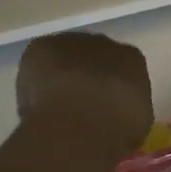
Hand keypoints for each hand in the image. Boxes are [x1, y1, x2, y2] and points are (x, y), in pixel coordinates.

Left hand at [14, 32, 153, 152]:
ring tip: (53, 107)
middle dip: (86, 77)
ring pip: (64, 58)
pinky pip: (38, 63)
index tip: (103, 106)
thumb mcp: (135, 123)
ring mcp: (71, 43)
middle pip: (92, 57)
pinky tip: (35, 103)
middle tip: (78, 105)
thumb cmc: (117, 128)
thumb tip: (115, 113)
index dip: (111, 87)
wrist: (82, 123)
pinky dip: (35, 80)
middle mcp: (105, 44)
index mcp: (132, 60)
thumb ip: (126, 109)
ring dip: (60, 76)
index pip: (122, 67)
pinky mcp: (41, 48)